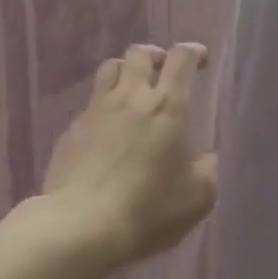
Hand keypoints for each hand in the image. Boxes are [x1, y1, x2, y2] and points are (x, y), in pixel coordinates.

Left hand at [39, 44, 216, 267]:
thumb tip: (203, 159)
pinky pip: (90, 104)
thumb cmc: (149, 208)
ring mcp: (96, 110)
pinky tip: (107, 130)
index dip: (193, 51)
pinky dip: (103, 107)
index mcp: (168, 104)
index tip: (200, 60)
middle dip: (156, 56)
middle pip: (140, 54)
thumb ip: (206, 169)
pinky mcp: (71, 130)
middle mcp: (131, 96)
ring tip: (133, 90)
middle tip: (164, 73)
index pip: (181, 58)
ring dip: (126, 72)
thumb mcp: (199, 197)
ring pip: (110, 69)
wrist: (81, 226)